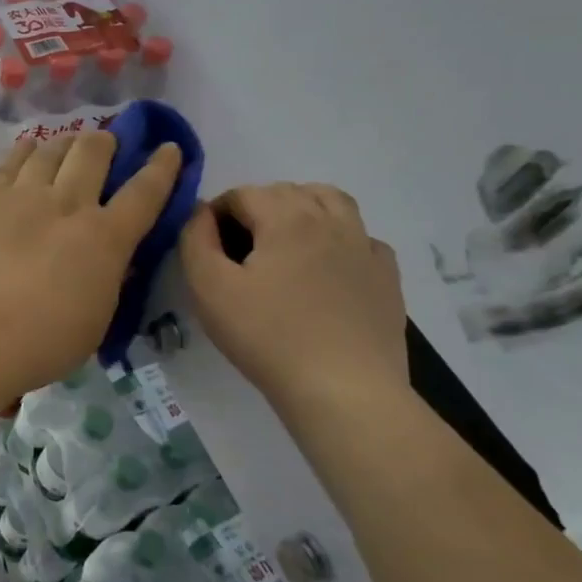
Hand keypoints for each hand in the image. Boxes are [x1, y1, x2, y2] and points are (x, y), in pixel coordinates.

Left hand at [0, 132, 181, 394]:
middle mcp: (69, 204)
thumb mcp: (98, 317)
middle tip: (106, 143)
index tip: (169, 148)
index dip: (162, 168)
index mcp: (106, 238)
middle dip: (106, 141)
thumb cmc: (45, 341)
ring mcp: (24, 196)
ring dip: (65, 143)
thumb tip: (112, 261)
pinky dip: (25, 150)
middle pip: (93, 153)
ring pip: (51, 149)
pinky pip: (11, 161)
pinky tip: (28, 148)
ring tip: (67, 144)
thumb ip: (107, 280)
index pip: (144, 193)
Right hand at [179, 183, 406, 414]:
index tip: (206, 245)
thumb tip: (200, 214)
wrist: (344, 390)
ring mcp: (365, 247)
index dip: (216, 212)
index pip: (243, 193)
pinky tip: (328, 268)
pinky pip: (363, 239)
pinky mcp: (386, 277)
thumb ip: (195, 240)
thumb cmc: (268, 337)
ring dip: (303, 209)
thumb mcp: (209, 288)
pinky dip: (341, 240)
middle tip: (238, 249)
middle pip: (287, 191)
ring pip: (333, 203)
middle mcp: (330, 220)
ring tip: (284, 243)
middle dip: (257, 208)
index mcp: (287, 217)